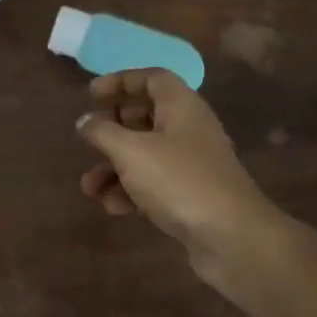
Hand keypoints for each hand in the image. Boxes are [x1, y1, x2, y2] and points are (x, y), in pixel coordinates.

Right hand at [76, 69, 275, 281]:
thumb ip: (103, 132)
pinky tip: (113, 208)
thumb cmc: (179, 181)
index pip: (152, 78)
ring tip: (89, 188)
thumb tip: (85, 121)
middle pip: (146, 116)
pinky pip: (153, 184)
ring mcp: (191, 165)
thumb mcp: (131, 151)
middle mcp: (188, 130)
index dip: (121, 81)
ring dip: (113, 168)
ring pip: (145, 155)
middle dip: (112, 129)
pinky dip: (130, 191)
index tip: (91, 93)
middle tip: (88, 138)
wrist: (231, 237)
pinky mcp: (189, 195)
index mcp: (181, 107)